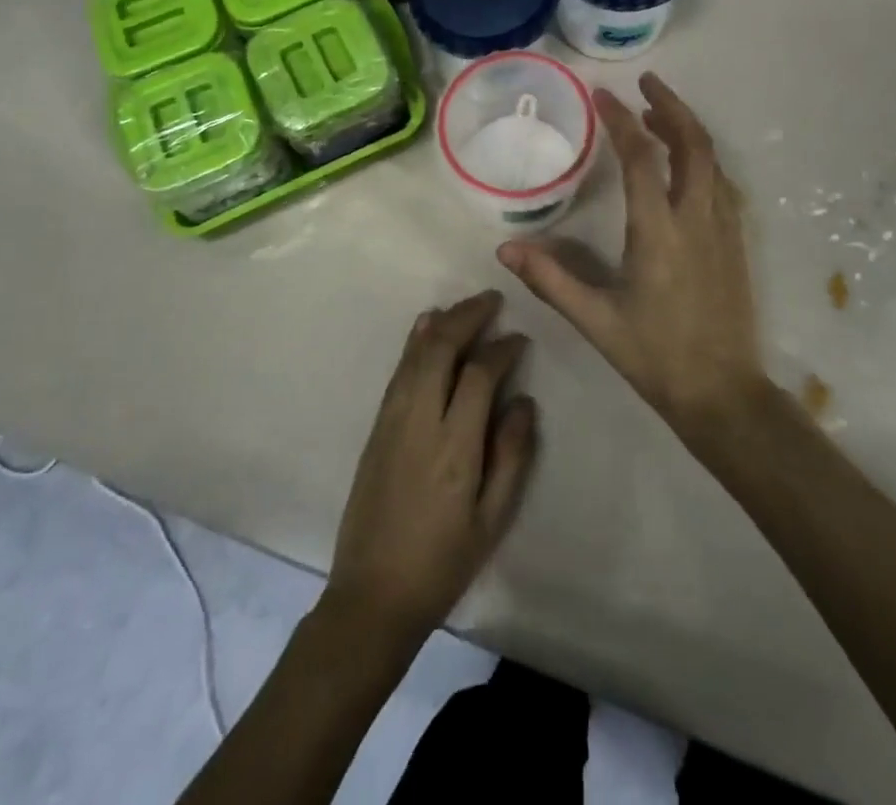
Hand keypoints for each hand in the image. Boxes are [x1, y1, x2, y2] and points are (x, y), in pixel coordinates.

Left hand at [324, 291, 537, 648]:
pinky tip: (426, 325)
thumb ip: (512, 456)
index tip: (519, 339)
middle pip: (441, 349)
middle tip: (492, 300)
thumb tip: (523, 400)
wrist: (372, 596)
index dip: (502, 349)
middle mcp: (419, 421)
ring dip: (442, 322)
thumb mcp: (492, 520)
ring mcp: (392, 421)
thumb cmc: (443, 562)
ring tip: (467, 306)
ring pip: (416, 354)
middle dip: (468, 316)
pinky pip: (399, 371)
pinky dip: (415, 342)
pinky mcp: (376, 427)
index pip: (479, 375)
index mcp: (454, 447)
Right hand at [498, 73, 766, 439]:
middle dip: (671, 105)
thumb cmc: (655, 356)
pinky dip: (702, 159)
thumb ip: (551, 280)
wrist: (724, 394)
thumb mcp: (595, 320)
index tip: (602, 95)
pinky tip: (684, 165)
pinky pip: (722, 183)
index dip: (621, 120)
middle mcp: (697, 219)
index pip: (641, 158)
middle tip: (647, 82)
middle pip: (693, 143)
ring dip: (687, 129)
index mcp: (659, 232)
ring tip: (658, 115)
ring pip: (713, 160)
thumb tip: (505, 249)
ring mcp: (723, 229)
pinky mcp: (736, 243)